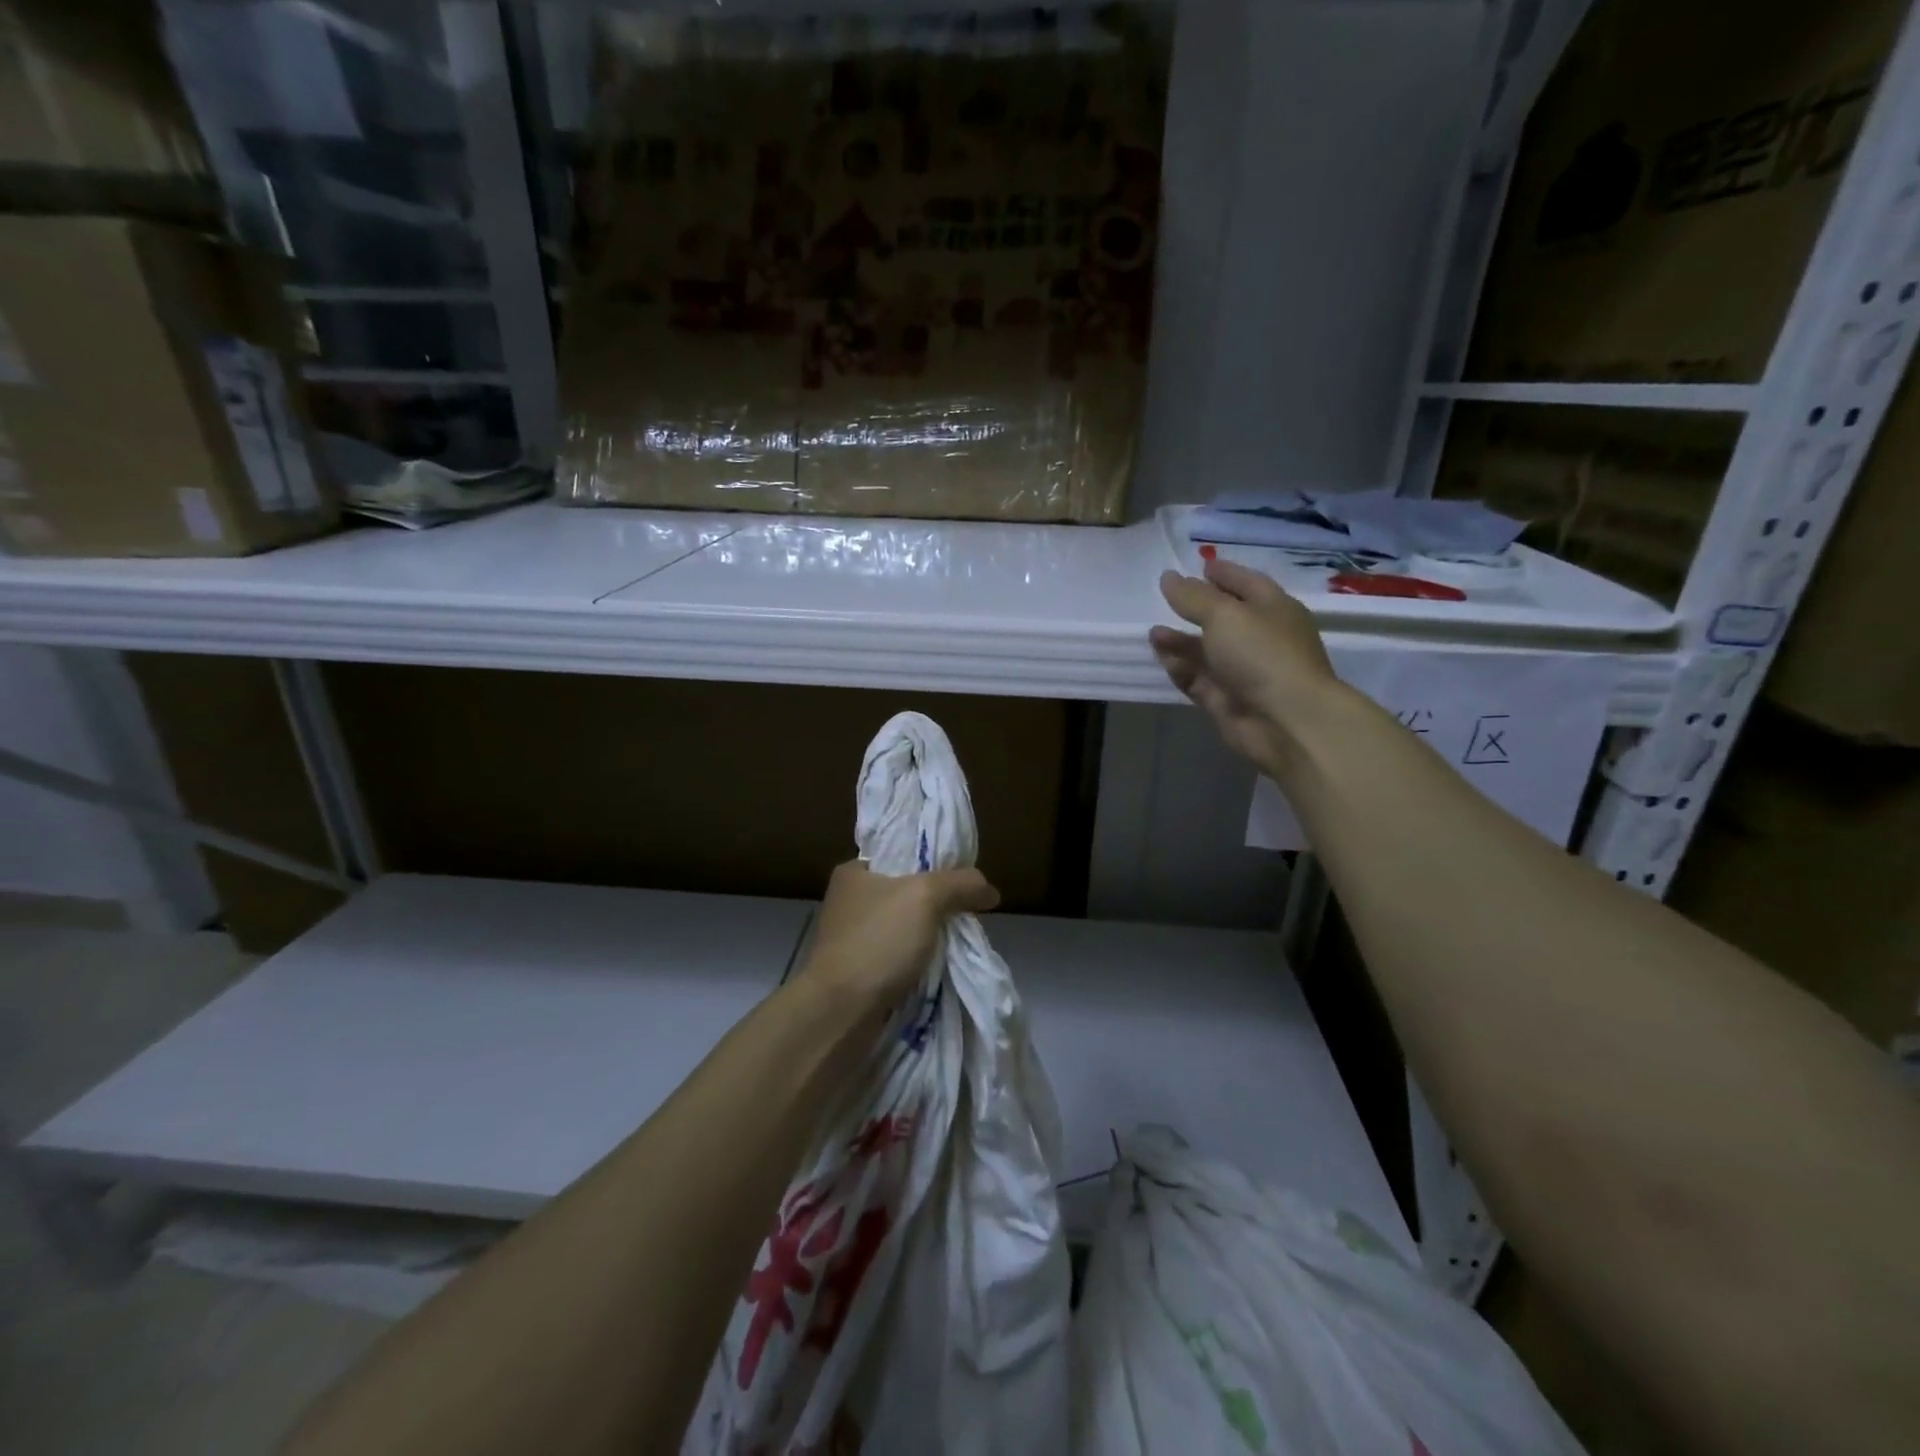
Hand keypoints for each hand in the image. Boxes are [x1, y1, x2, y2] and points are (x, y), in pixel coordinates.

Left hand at [797, 859, 999, 1007]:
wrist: (841, 1012)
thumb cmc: (878, 941)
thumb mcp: (926, 896)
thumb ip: (960, 883)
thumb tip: (989, 890)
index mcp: (854, 872)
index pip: (903, 854)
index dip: (936, 863)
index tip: (964, 879)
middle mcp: (849, 900)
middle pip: (908, 892)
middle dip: (939, 904)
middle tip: (968, 912)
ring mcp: (852, 938)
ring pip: (906, 927)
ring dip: (931, 935)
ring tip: (961, 940)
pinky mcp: (858, 970)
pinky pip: (899, 956)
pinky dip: (919, 960)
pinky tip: (941, 965)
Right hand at [1149, 558, 1343, 775]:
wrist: (1286, 721)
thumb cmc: (1262, 654)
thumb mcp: (1224, 614)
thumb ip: (1193, 596)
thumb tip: (1169, 577)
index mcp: (1273, 609)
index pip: (1247, 584)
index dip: (1225, 574)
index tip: (1201, 565)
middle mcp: (1261, 639)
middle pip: (1225, 619)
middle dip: (1197, 610)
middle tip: (1167, 600)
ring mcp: (1244, 673)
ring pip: (1207, 652)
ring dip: (1181, 642)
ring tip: (1153, 633)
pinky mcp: (1227, 701)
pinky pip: (1199, 680)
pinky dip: (1181, 668)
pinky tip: (1161, 657)